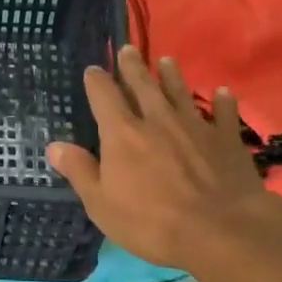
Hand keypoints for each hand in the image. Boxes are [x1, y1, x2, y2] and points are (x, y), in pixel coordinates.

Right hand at [47, 46, 281, 268]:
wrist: (222, 231)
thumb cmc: (153, 222)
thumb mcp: (102, 204)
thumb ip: (79, 171)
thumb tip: (54, 146)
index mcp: (122, 133)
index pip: (104, 95)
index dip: (96, 80)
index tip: (93, 70)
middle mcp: (157, 119)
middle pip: (143, 85)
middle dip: (133, 66)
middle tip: (128, 49)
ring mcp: (195, 126)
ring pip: (180, 92)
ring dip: (172, 76)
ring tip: (167, 61)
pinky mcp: (226, 140)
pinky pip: (224, 114)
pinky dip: (222, 101)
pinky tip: (223, 92)